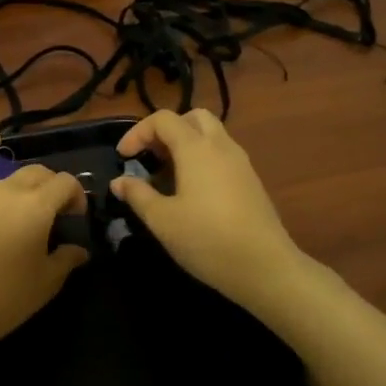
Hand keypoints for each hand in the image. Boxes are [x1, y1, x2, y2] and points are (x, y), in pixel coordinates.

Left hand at [0, 133, 88, 362]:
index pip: (66, 184)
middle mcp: (11, 190)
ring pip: (13, 175)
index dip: (77, 196)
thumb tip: (80, 249)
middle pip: (41, 175)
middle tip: (57, 214)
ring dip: (29, 184)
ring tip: (31, 203)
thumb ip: (66, 259)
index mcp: (38, 207)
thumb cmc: (4, 299)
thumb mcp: (46, 283)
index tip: (76, 218)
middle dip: (54, 188)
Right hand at [110, 110, 304, 310]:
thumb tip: (119, 181)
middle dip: (167, 130)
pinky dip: (202, 159)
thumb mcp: (162, 220)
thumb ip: (138, 195)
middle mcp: (221, 146)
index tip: (124, 158)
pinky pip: (222, 155)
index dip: (138, 132)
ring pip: (212, 135)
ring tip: (168, 175)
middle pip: (193, 118)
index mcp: (196, 148)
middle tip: (152, 156)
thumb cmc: (207, 239)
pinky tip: (192, 192)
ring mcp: (241, 163)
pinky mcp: (251, 182)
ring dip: (186, 144)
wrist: (266, 267)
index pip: (163, 119)